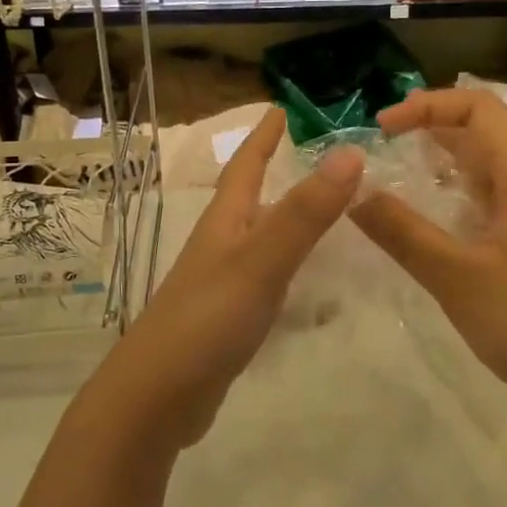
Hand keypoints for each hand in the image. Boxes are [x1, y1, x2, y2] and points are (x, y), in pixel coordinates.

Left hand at [87, 107, 363, 451]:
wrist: (157, 397)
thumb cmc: (207, 319)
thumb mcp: (261, 261)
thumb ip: (304, 213)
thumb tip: (349, 152)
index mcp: (225, 222)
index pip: (246, 165)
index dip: (264, 136)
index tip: (282, 109)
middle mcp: (221, 244)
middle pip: (251, 198)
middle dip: (278, 172)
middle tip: (319, 157)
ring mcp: (221, 283)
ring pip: (260, 238)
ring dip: (287, 219)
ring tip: (325, 213)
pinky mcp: (227, 319)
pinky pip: (266, 279)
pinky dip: (290, 269)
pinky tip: (311, 285)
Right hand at [350, 89, 506, 435]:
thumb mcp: (456, 275)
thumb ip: (401, 231)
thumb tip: (352, 195)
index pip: (479, 108)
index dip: (427, 105)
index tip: (382, 127)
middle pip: (484, 132)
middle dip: (431, 129)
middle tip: (381, 147)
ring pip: (488, 169)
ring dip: (443, 164)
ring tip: (396, 174)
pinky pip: (492, 202)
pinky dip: (457, 197)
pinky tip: (428, 221)